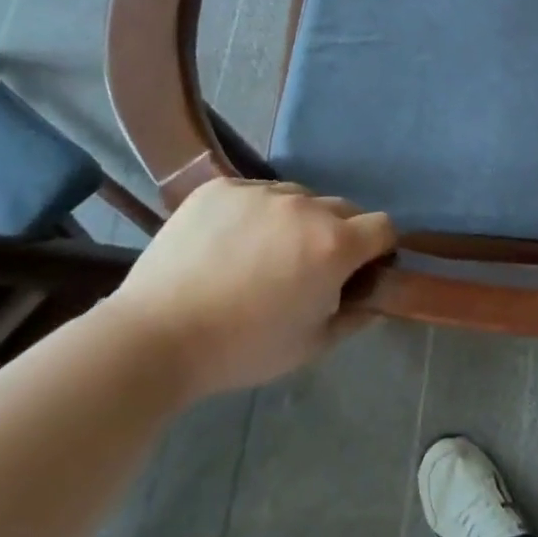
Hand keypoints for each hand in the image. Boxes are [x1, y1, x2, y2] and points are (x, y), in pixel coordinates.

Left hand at [108, 178, 393, 399]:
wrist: (154, 338)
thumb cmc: (241, 349)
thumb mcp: (310, 345)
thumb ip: (354, 317)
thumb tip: (376, 300)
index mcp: (334, 245)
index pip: (383, 227)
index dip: (377, 249)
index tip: (359, 270)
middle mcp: (306, 207)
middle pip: (343, 208)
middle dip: (338, 234)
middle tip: (306, 267)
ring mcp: (261, 192)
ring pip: (298, 198)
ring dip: (295, 220)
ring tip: (261, 254)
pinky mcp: (221, 187)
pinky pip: (255, 193)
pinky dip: (253, 213)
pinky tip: (228, 244)